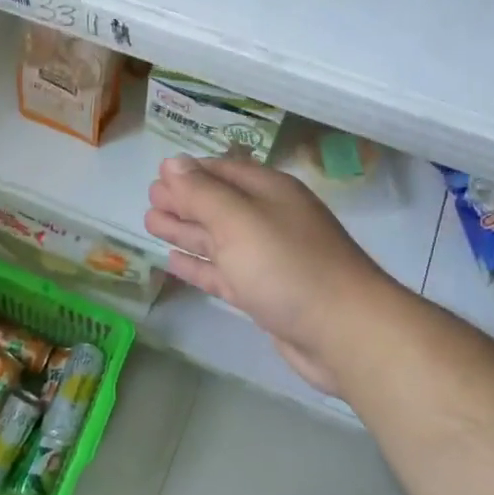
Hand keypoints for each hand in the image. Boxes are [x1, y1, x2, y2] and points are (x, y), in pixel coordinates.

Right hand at [144, 156, 393, 391]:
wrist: (344, 332)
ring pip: (217, 239)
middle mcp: (269, 220)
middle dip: (183, 201)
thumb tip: (172, 162)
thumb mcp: (238, 220)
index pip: (222, 171)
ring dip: (185, 231)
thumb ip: (201, 193)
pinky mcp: (264, 294)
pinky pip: (223, 272)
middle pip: (218, 205)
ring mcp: (267, 259)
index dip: (189, 172)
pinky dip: (199, 265)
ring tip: (151, 224)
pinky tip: (174, 261)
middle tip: (149, 200)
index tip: (157, 175)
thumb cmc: (287, 266)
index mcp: (268, 192)